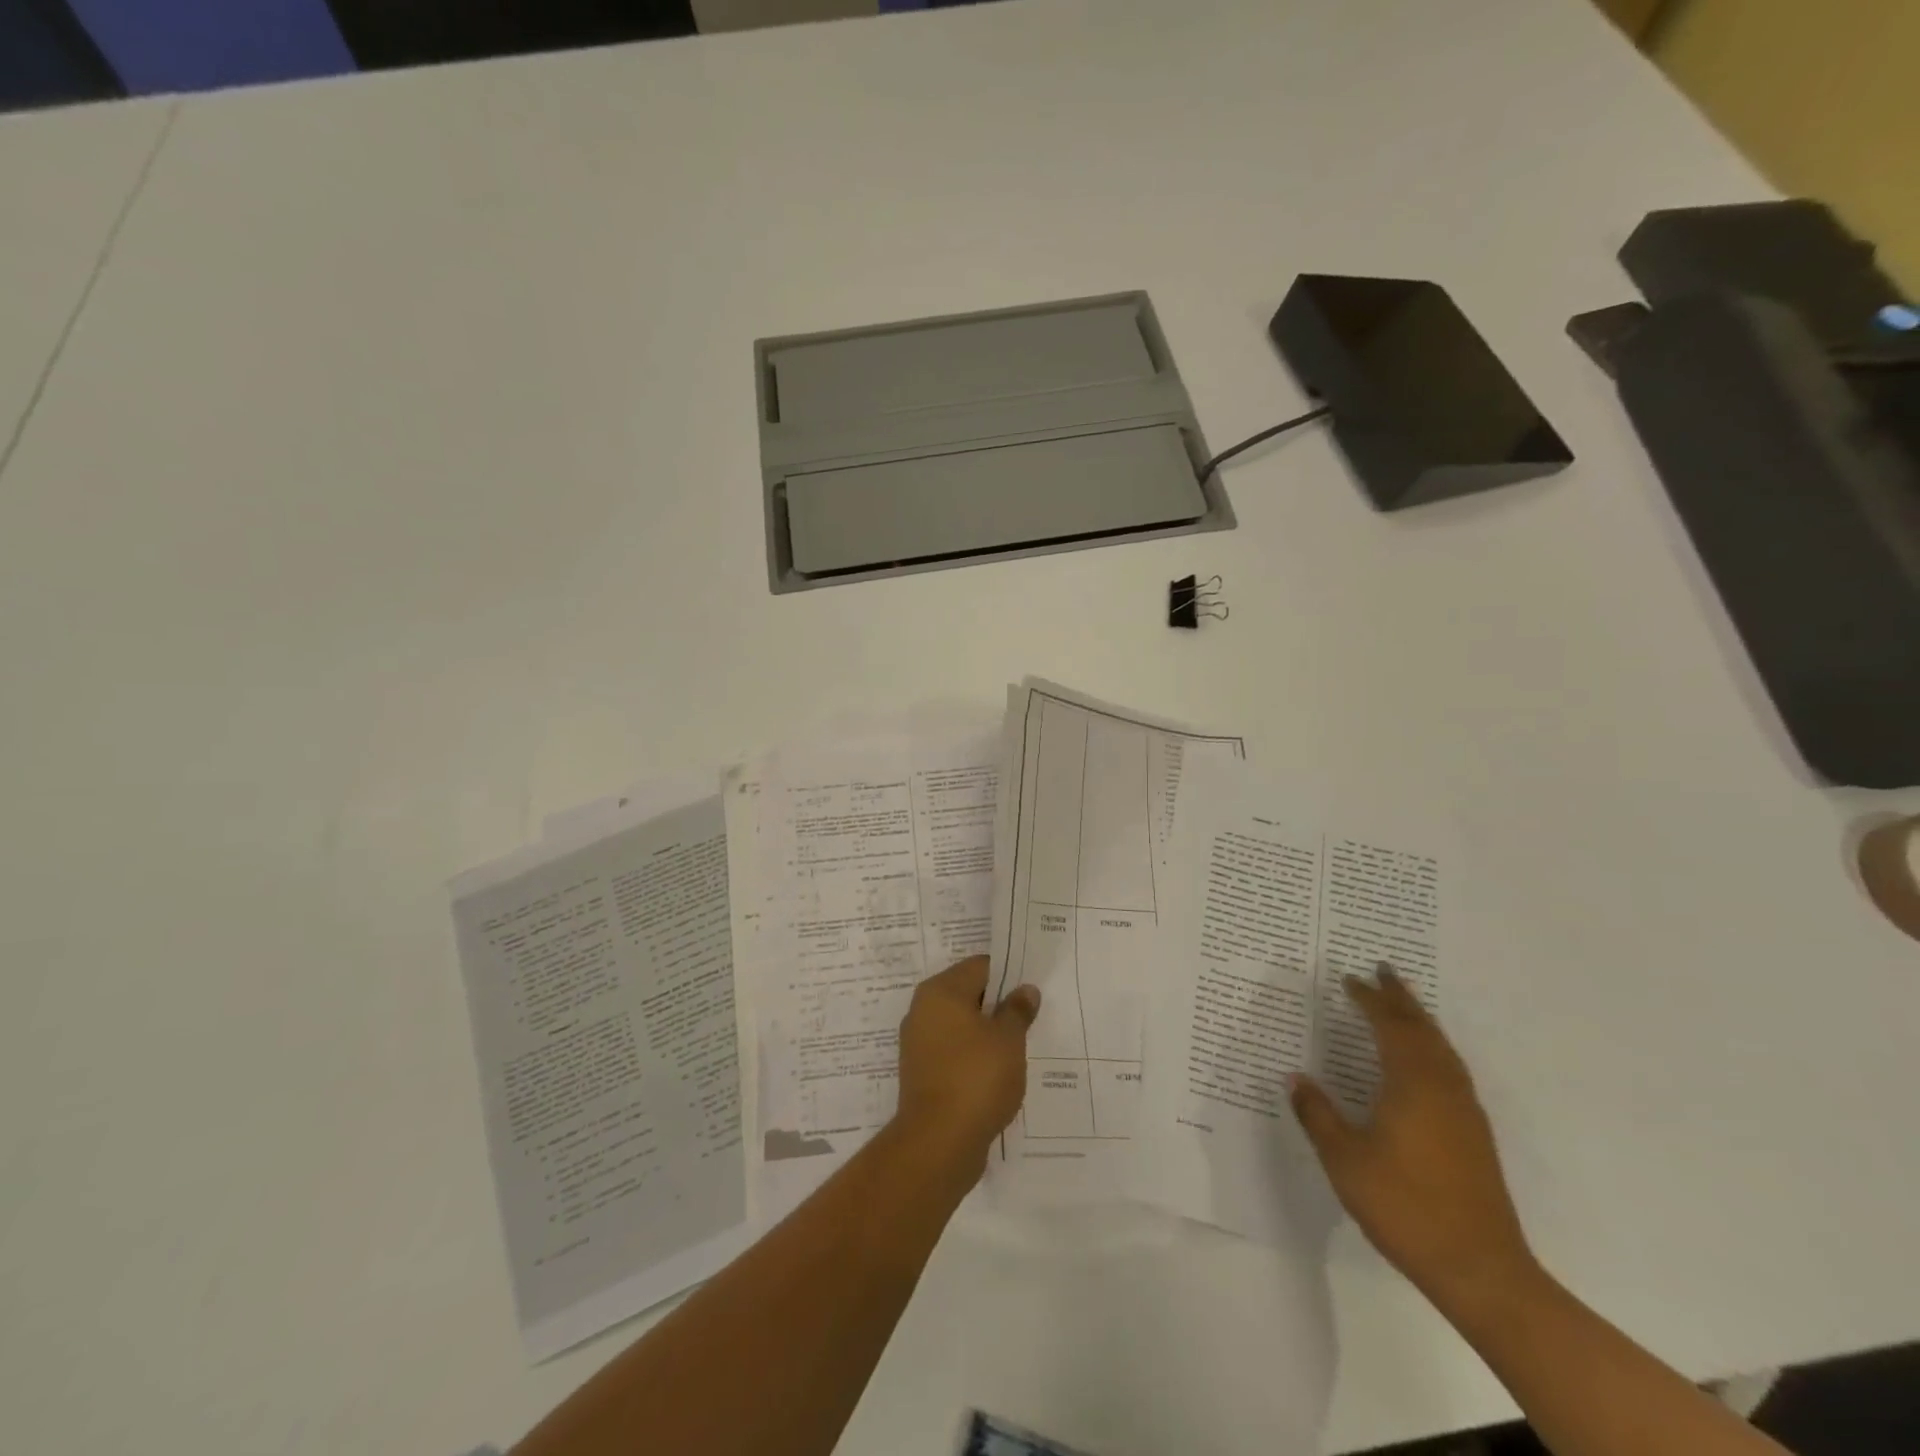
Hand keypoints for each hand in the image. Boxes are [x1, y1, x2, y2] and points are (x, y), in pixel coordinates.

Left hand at [895, 956, 1039, 1170]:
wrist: (938, 1143)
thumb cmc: (976, 1078)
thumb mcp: (1009, 1039)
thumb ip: (1017, 1010)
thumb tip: (1025, 990)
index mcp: (940, 991)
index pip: (980, 966)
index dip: (1009, 975)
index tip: (1031, 991)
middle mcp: (923, 1010)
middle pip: (968, 994)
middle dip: (998, 1005)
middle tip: (1030, 1018)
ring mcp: (919, 1043)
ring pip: (961, 1026)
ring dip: (986, 1034)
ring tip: (1018, 1048)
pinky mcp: (921, 1074)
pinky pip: (953, 1053)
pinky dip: (973, 1058)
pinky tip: (997, 1073)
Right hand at [1290, 968, 1536, 1310]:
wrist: (1480, 1269)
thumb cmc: (1404, 1205)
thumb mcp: (1344, 1158)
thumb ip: (1317, 1113)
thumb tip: (1295, 1078)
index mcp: (1412, 1083)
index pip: (1389, 1026)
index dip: (1369, 999)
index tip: (1350, 978)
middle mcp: (1443, 1087)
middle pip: (1422, 1029)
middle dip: (1400, 998)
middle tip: (1382, 971)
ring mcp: (1464, 1111)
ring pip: (1442, 1048)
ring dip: (1420, 1020)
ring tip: (1402, 1005)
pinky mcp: (1474, 1134)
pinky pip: (1450, 1069)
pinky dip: (1432, 1047)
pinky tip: (1422, 1060)